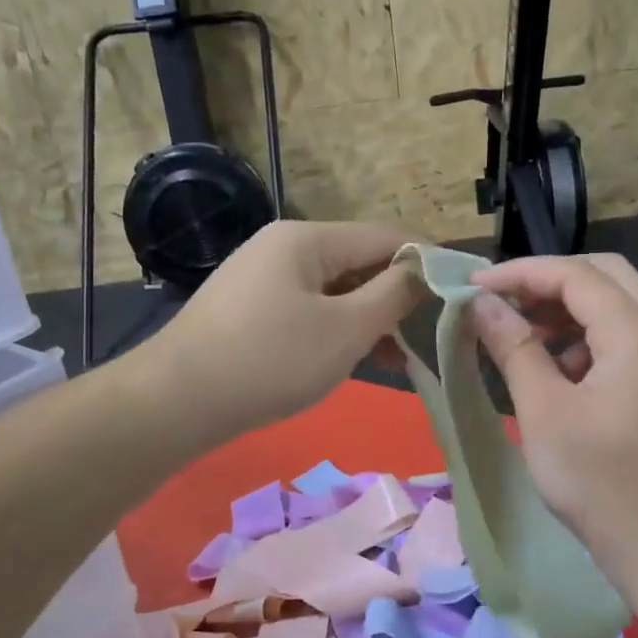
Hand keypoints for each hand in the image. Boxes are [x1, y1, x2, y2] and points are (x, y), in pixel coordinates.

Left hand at [150, 220, 425, 441]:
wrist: (177, 401)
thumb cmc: (271, 360)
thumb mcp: (345, 329)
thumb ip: (393, 295)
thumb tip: (424, 270)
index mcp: (306, 239)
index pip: (384, 237)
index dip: (426, 262)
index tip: (460, 292)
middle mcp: (282, 247)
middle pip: (357, 263)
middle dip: (396, 298)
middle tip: (429, 337)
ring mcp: (260, 278)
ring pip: (333, 291)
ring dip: (368, 319)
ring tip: (398, 359)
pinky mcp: (248, 309)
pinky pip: (307, 310)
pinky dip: (335, 330)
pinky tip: (352, 360)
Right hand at [469, 254, 637, 581]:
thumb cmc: (599, 481)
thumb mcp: (544, 411)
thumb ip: (514, 348)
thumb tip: (481, 302)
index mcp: (635, 333)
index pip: (575, 274)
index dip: (520, 272)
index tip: (473, 285)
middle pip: (605, 277)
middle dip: (549, 281)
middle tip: (504, 301)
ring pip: (614, 309)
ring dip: (565, 310)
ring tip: (520, 337)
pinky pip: (619, 343)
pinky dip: (581, 341)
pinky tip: (552, 374)